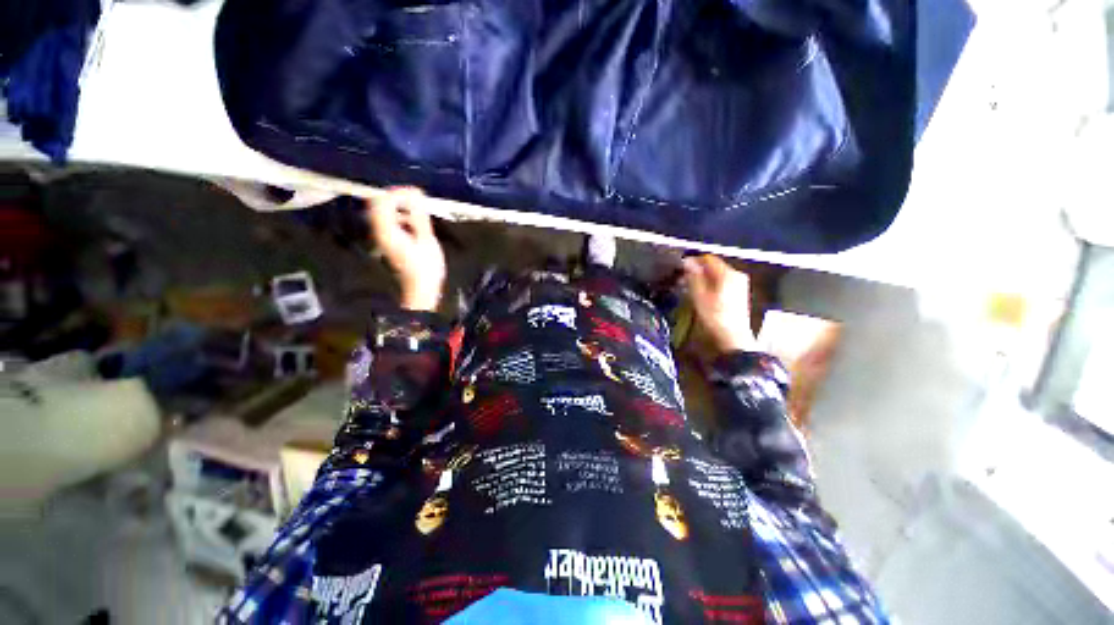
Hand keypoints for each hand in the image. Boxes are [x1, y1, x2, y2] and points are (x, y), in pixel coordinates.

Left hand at [368, 188, 445, 311]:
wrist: (421, 289)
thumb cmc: (426, 267)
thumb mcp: (427, 240)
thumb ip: (419, 215)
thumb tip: (416, 194)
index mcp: (387, 231)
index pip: (382, 201)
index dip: (398, 192)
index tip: (417, 193)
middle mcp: (380, 232)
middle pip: (379, 205)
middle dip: (397, 198)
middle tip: (417, 198)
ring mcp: (383, 237)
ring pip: (384, 213)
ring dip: (400, 207)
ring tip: (419, 210)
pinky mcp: (389, 242)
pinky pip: (390, 222)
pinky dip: (401, 217)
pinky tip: (415, 224)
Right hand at [683, 254, 757, 353]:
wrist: (732, 338)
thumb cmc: (714, 316)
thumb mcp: (699, 295)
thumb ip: (693, 276)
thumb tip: (687, 262)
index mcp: (728, 273)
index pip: (708, 258)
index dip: (692, 261)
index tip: (680, 269)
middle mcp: (737, 275)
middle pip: (713, 266)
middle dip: (698, 271)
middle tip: (683, 280)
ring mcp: (740, 284)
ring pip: (717, 275)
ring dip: (703, 279)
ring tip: (690, 288)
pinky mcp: (739, 293)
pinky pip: (722, 282)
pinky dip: (711, 285)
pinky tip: (702, 295)